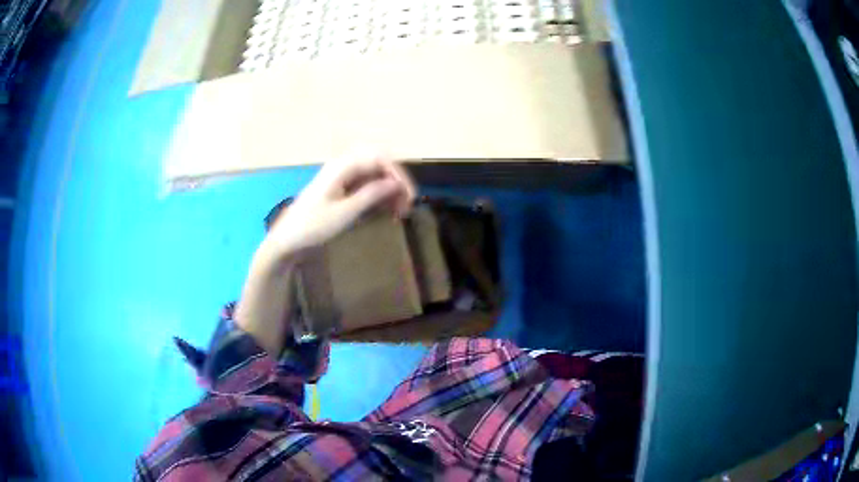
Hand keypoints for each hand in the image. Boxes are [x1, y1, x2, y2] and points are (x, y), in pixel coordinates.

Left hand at [266, 150, 415, 256]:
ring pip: (373, 175)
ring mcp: (341, 178)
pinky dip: (378, 195)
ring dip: (388, 189)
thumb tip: (395, 184)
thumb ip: (371, 194)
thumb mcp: (345, 212)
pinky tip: (386, 210)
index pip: (379, 158)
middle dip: (395, 180)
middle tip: (407, 203)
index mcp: (342, 167)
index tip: (409, 196)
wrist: (287, 240)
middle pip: (378, 163)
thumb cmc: (313, 226)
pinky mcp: (340, 190)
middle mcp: (343, 167)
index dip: (398, 174)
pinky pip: (365, 185)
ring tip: (400, 211)